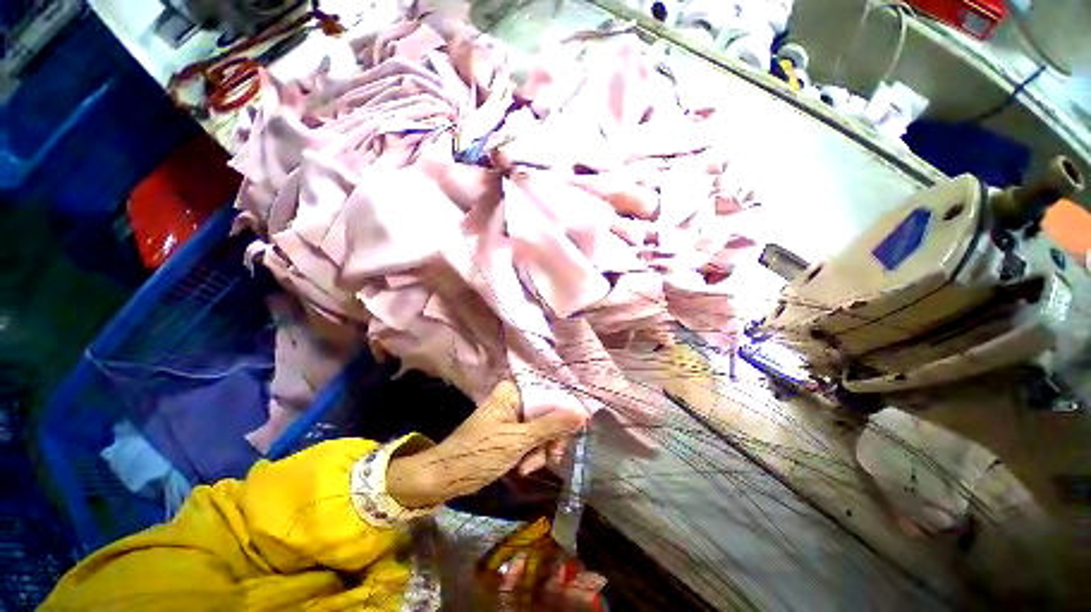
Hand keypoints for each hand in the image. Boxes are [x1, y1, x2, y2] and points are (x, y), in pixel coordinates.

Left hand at [387, 381, 586, 508]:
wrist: (444, 478)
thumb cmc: (480, 454)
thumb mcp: (519, 440)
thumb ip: (551, 425)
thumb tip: (582, 413)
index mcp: (513, 391)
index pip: (549, 395)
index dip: (563, 414)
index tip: (572, 434)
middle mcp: (513, 399)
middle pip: (546, 414)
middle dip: (548, 439)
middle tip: (552, 458)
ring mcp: (510, 417)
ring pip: (540, 430)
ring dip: (538, 452)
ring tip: (526, 468)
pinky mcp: (507, 433)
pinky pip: (529, 440)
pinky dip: (529, 455)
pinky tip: (521, 468)